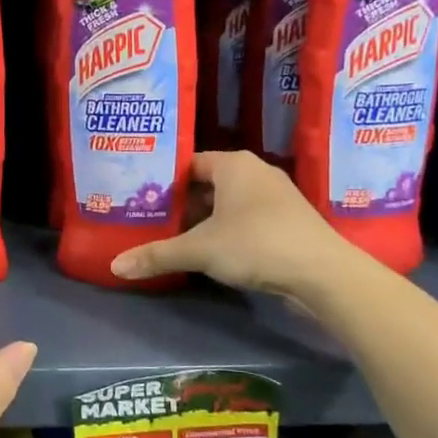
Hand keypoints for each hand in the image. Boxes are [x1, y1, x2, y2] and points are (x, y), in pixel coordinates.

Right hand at [110, 150, 355, 295]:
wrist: (324, 274)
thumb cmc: (256, 244)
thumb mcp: (199, 250)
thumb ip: (157, 255)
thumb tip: (114, 266)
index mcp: (233, 164)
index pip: (187, 163)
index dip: (162, 180)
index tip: (139, 197)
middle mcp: (254, 172)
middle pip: (206, 183)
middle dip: (180, 203)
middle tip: (149, 219)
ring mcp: (275, 196)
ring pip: (226, 202)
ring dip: (203, 219)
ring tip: (172, 236)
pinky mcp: (287, 219)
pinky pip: (245, 217)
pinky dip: (225, 229)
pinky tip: (209, 250)